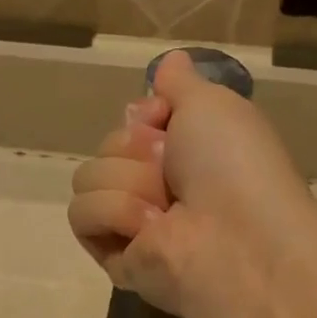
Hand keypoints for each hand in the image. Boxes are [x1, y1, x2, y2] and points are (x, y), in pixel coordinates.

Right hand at [68, 50, 315, 316]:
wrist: (234, 234)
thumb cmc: (232, 164)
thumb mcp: (211, 103)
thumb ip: (181, 84)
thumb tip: (170, 61)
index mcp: (181, 154)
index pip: (130, 122)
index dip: (145, 115)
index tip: (164, 118)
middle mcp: (156, 187)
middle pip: (106, 147)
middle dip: (134, 149)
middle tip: (170, 167)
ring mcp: (132, 224)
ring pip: (88, 177)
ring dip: (127, 181)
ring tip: (163, 208)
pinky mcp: (112, 256)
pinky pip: (82, 215)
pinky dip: (114, 213)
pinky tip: (149, 228)